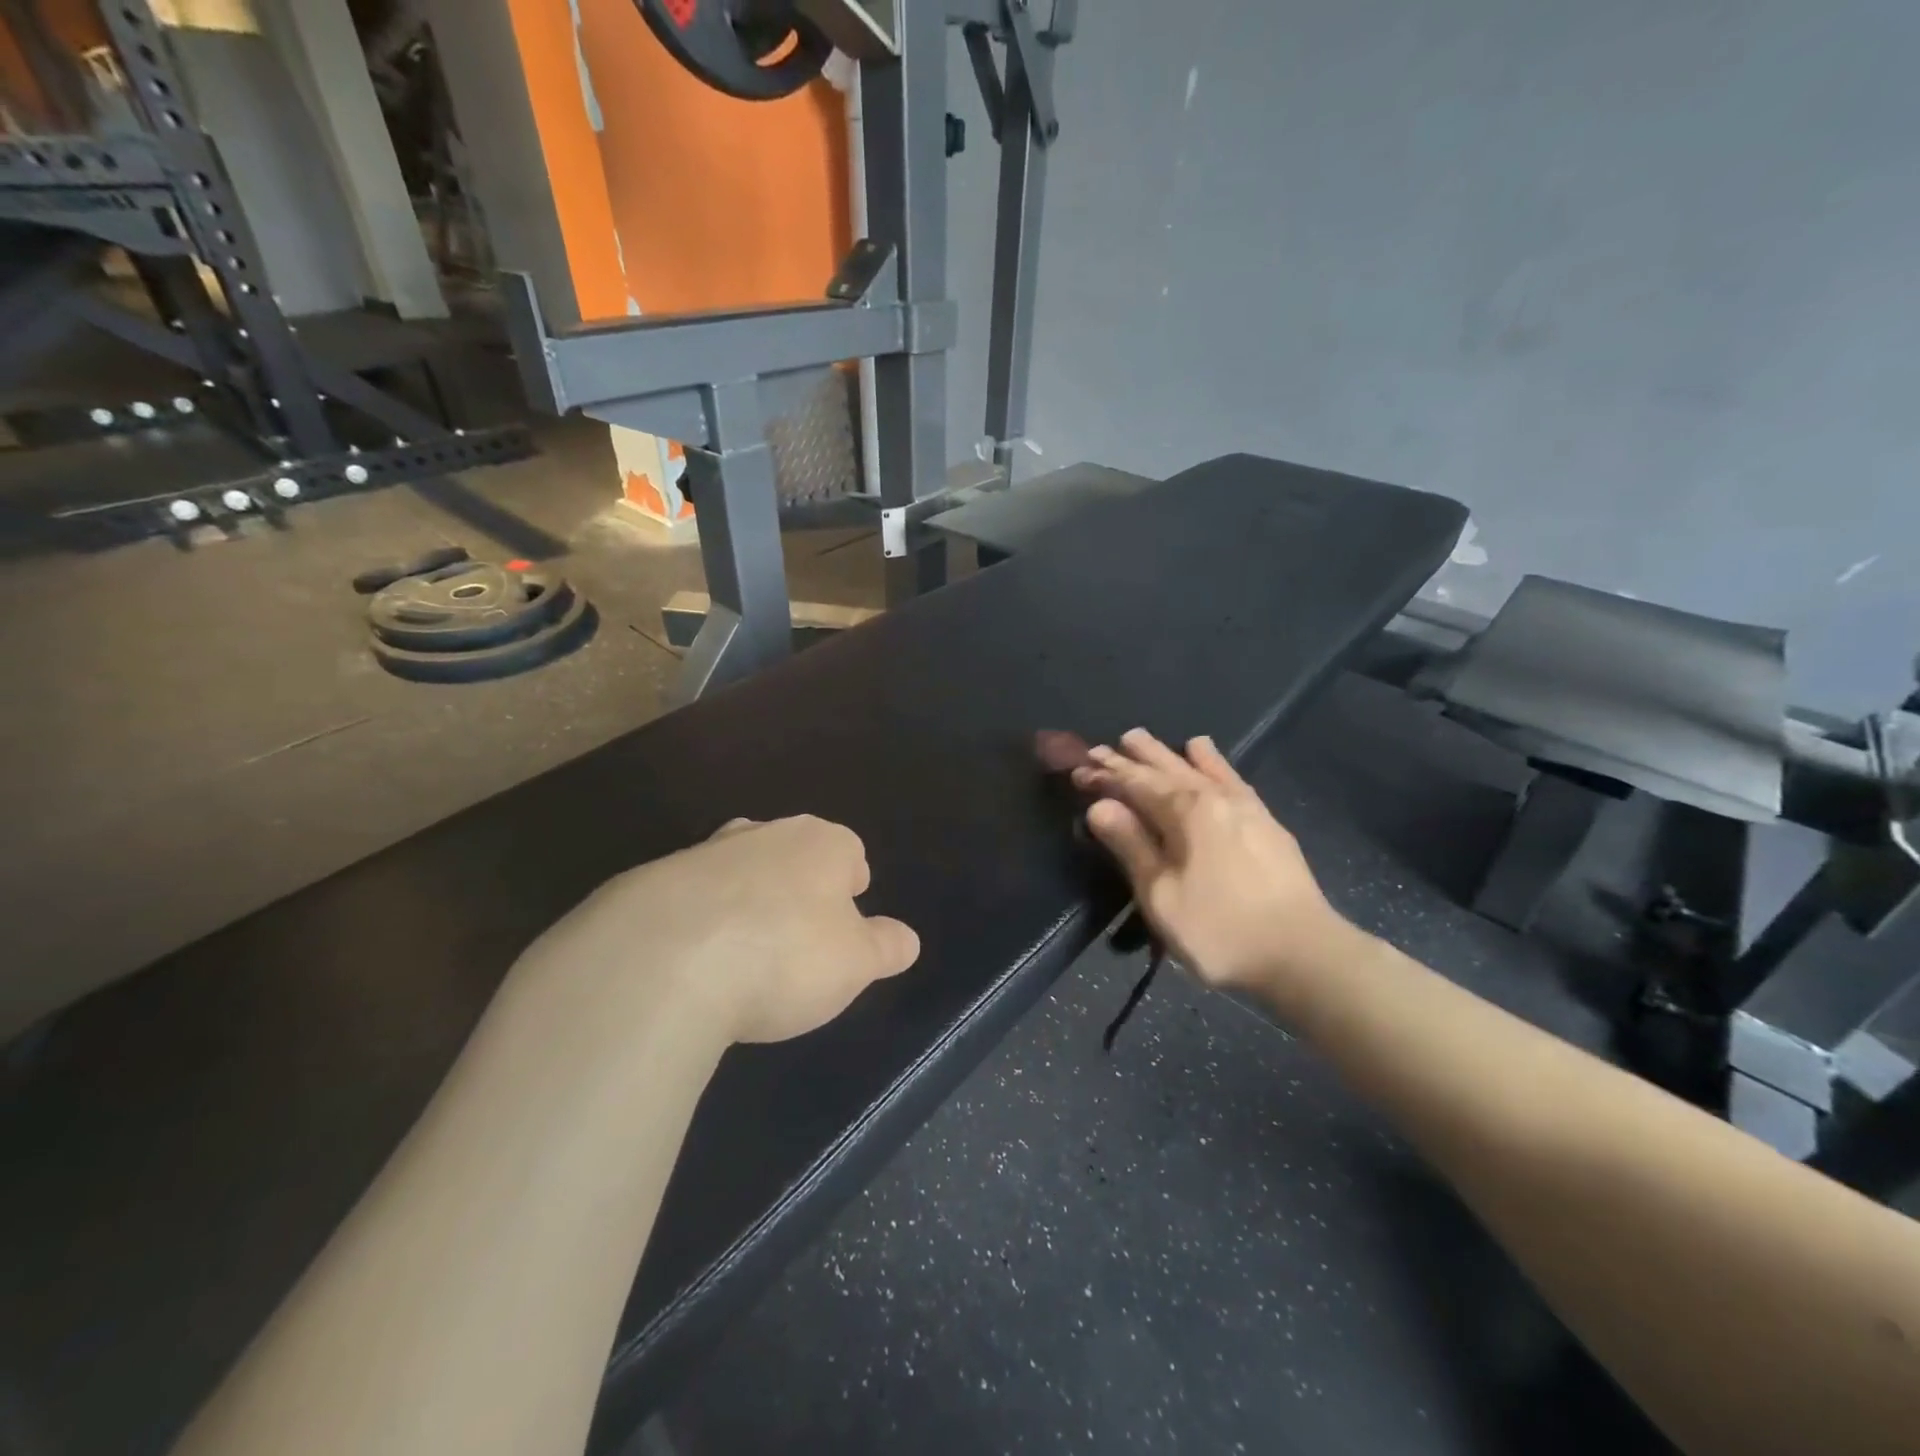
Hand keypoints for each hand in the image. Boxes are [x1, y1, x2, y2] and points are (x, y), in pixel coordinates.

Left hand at [513, 815, 920, 1046]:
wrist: (662, 962)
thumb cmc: (783, 956)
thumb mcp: (855, 963)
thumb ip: (885, 947)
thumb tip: (906, 939)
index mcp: (820, 844)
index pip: (849, 851)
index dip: (852, 883)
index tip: (847, 917)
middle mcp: (763, 834)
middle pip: (791, 851)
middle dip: (798, 885)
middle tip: (798, 933)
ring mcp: (702, 854)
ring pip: (737, 868)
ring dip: (744, 899)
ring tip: (743, 950)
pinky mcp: (649, 884)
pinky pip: (688, 899)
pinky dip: (696, 922)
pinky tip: (693, 964)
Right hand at [1071, 730, 1349, 1003]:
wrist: (1304, 954)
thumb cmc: (1220, 930)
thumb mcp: (1161, 895)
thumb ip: (1131, 846)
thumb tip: (1099, 805)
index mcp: (1185, 813)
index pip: (1135, 784)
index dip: (1105, 775)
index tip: (1078, 768)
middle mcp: (1213, 797)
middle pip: (1164, 768)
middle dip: (1130, 758)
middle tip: (1102, 746)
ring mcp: (1244, 806)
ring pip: (1196, 767)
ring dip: (1165, 752)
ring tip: (1142, 737)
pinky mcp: (1265, 821)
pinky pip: (1231, 777)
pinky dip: (1213, 761)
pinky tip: (1204, 751)